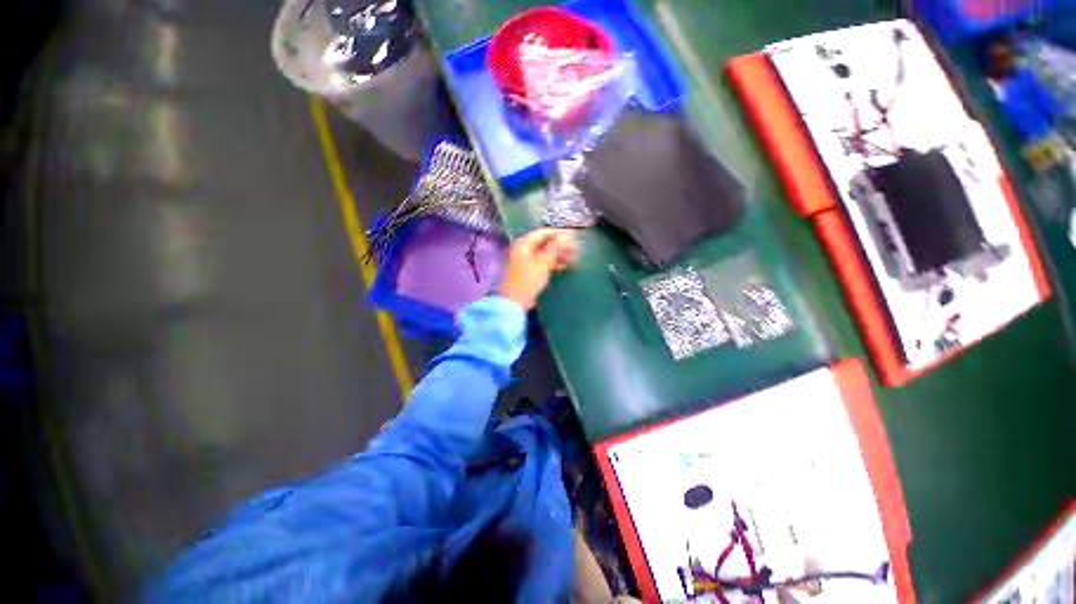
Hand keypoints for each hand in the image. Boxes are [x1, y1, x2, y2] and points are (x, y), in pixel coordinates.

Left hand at [499, 229, 578, 309]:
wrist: (515, 301)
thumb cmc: (528, 279)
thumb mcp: (543, 262)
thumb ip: (555, 248)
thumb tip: (566, 235)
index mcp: (523, 244)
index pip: (543, 233)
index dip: (558, 233)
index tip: (572, 236)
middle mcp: (523, 249)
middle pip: (544, 243)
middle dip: (560, 245)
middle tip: (575, 248)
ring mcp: (525, 261)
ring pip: (544, 253)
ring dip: (558, 255)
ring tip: (573, 258)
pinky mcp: (528, 271)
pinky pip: (542, 262)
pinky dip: (553, 263)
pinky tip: (564, 266)